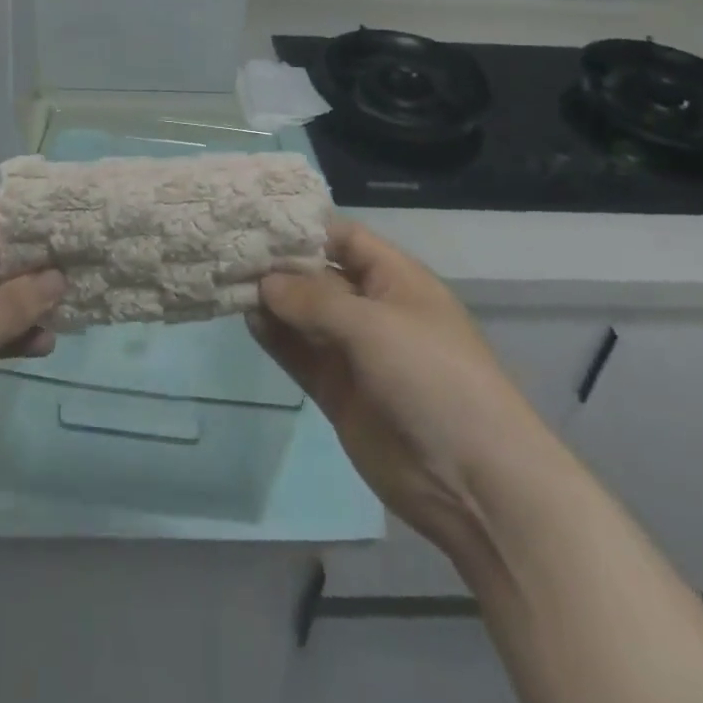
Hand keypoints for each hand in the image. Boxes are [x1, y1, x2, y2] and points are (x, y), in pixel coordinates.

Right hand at [249, 220, 542, 564]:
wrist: (473, 482)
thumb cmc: (432, 378)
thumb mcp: (374, 325)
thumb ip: (315, 299)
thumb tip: (265, 281)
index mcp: (396, 280)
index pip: (345, 238)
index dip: (305, 228)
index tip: (258, 220)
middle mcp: (374, 309)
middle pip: (319, 276)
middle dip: (280, 265)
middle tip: (231, 251)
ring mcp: (355, 353)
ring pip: (305, 316)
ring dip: (272, 302)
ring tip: (229, 282)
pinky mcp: (338, 392)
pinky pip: (301, 355)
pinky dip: (276, 338)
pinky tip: (248, 320)